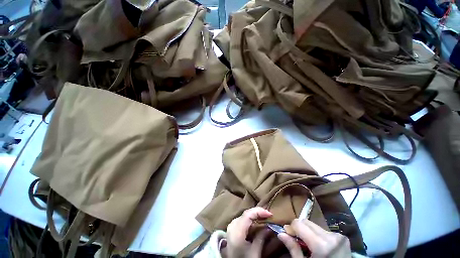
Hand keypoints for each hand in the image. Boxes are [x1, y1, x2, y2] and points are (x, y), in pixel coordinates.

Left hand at [224, 207, 272, 257]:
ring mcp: (231, 226)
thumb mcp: (254, 253)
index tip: (270, 214)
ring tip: (264, 218)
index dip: (259, 211)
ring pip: (244, 216)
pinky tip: (256, 222)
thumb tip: (269, 227)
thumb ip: (261, 238)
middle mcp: (232, 225)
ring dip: (254, 216)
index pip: (248, 214)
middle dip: (258, 213)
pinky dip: (250, 220)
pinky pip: (242, 219)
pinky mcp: (232, 229)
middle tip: (269, 216)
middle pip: (246, 214)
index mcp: (237, 231)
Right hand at [278, 219, 351, 257]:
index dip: (291, 228)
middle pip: (307, 222)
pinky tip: (318, 245)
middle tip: (296, 238)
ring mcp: (338, 236)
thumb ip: (293, 248)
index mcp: (321, 245)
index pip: (299, 224)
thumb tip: (281, 233)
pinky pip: (323, 230)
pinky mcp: (342, 237)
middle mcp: (331, 236)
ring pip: (314, 225)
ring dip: (308, 231)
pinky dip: (317, 235)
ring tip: (308, 243)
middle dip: (299, 228)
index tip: (287, 234)